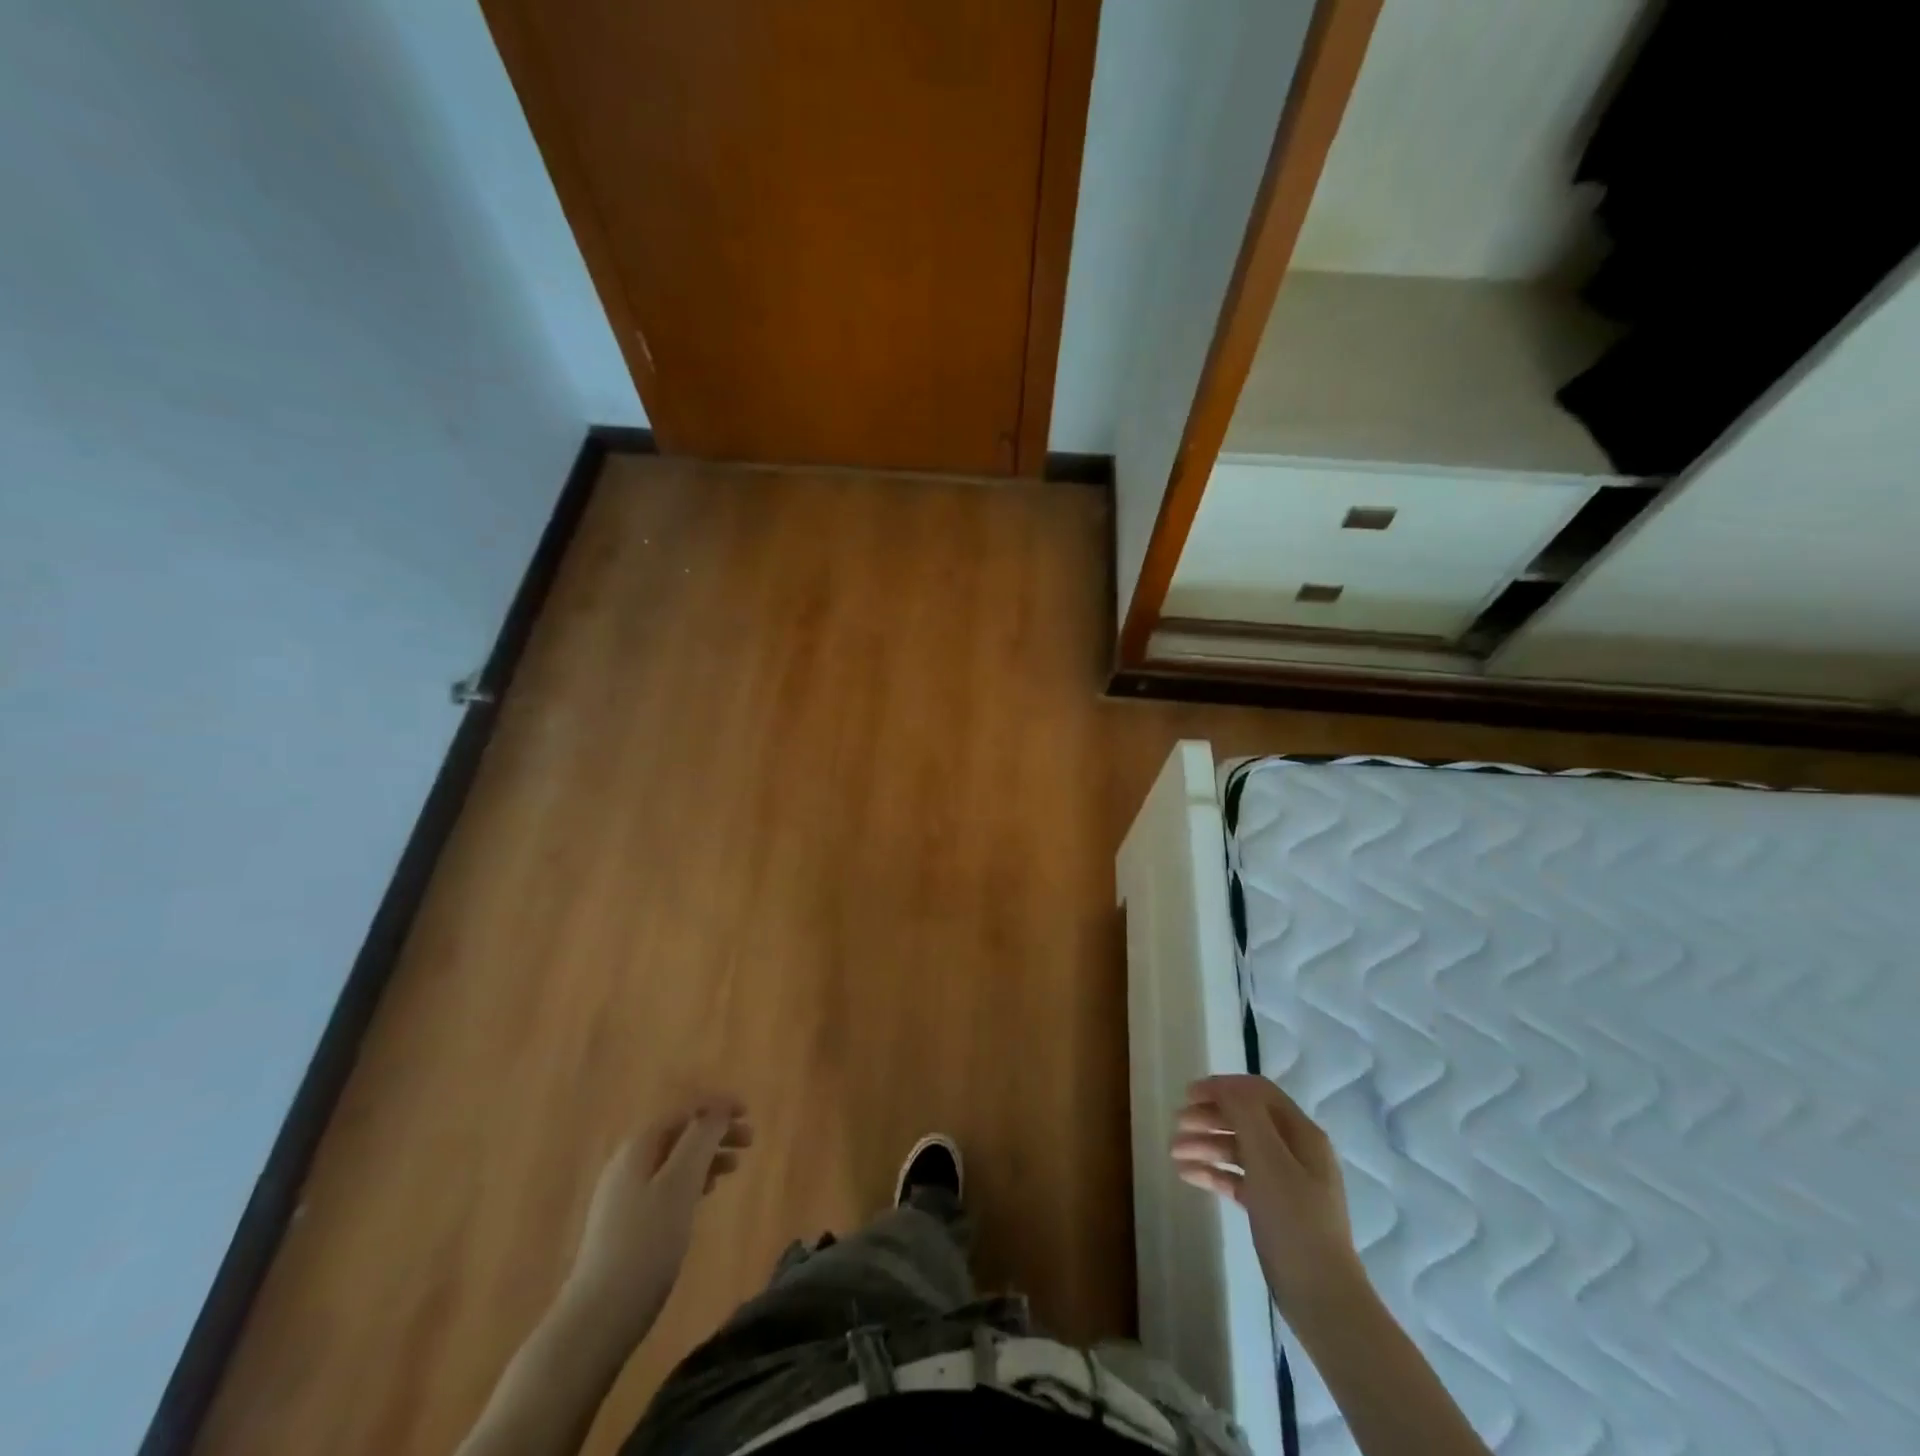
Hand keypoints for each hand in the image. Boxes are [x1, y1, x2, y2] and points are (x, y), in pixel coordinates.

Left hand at [563, 1094, 751, 1343]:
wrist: (597, 1318)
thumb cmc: (646, 1244)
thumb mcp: (680, 1184)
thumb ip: (700, 1140)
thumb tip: (717, 1111)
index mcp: (639, 1147)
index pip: (684, 1110)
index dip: (717, 1106)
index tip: (748, 1112)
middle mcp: (628, 1163)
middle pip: (680, 1133)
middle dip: (716, 1131)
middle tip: (750, 1141)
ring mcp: (624, 1195)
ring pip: (674, 1160)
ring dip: (707, 1156)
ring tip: (734, 1168)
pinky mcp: (626, 1224)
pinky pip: (666, 1185)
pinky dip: (692, 1180)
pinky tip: (705, 1194)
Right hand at [1171, 1074, 1364, 1316]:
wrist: (1321, 1298)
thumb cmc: (1295, 1221)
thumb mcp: (1269, 1160)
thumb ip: (1246, 1115)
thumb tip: (1224, 1085)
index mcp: (1301, 1133)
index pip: (1258, 1093)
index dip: (1223, 1087)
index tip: (1188, 1095)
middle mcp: (1295, 1151)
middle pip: (1246, 1119)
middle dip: (1210, 1117)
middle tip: (1177, 1124)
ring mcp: (1284, 1181)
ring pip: (1239, 1149)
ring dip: (1206, 1144)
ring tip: (1174, 1152)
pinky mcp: (1272, 1208)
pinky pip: (1238, 1178)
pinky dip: (1213, 1172)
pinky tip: (1187, 1175)